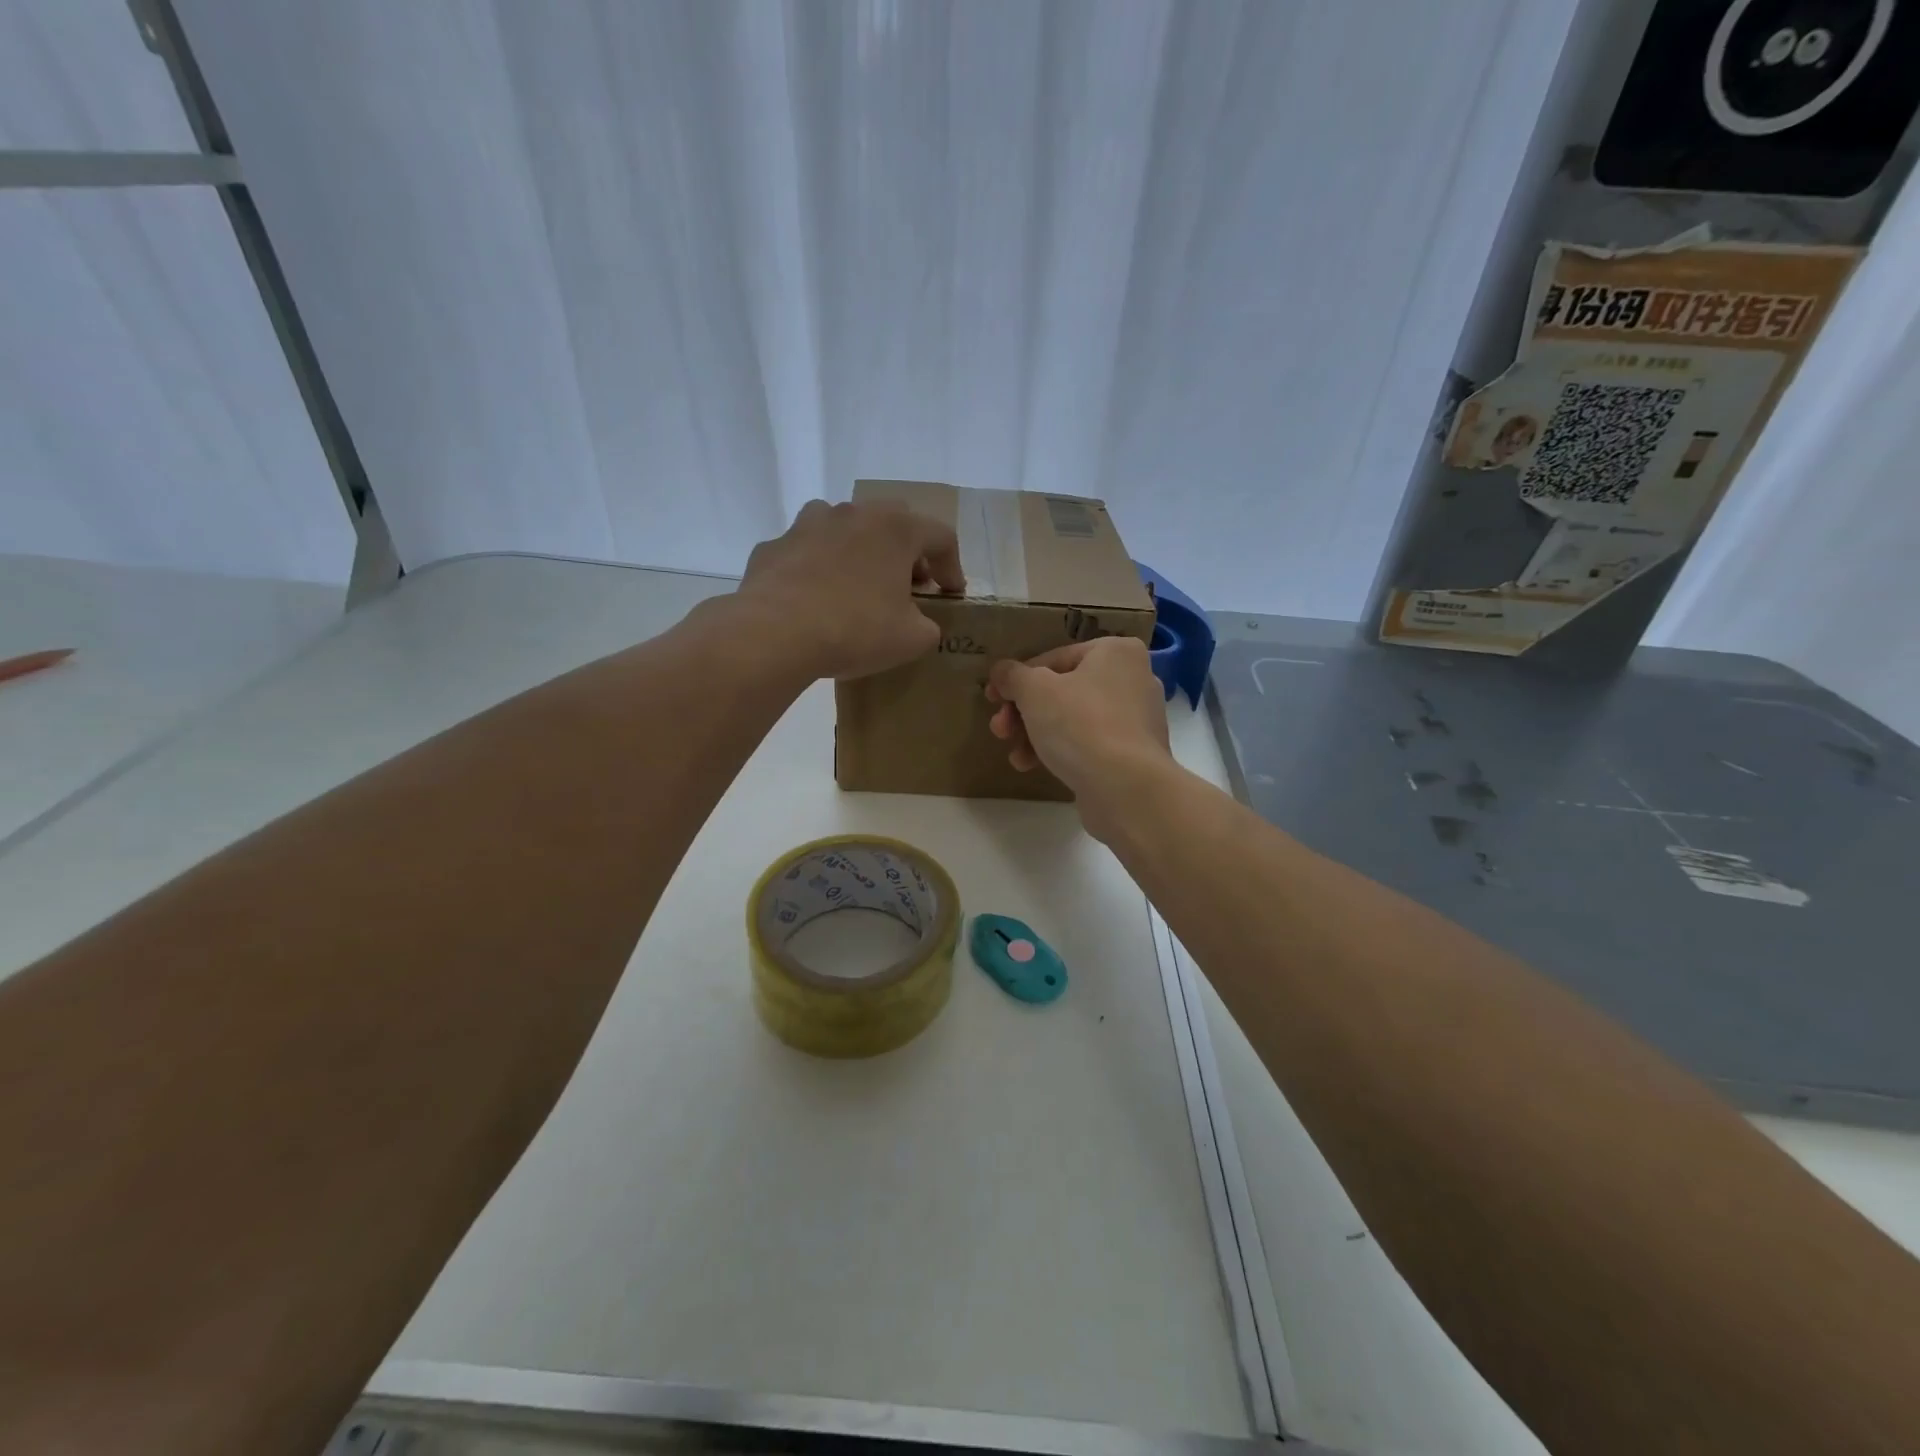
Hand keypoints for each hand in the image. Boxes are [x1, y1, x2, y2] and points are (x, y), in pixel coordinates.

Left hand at [735, 499, 964, 679]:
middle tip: (910, 584)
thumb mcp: (911, 639)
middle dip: (907, 552)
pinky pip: (806, 552)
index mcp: (895, 529)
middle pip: (893, 522)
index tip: (951, 594)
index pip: (940, 536)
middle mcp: (853, 513)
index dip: (952, 566)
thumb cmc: (855, 630)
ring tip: (859, 585)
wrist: (774, 634)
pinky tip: (815, 599)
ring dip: (859, 550)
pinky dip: (817, 568)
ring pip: (844, 527)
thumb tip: (921, 623)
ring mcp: (808, 524)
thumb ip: (928, 626)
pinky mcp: (774, 546)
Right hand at [985, 638, 1171, 837]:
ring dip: (1035, 734)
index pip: (1055, 658)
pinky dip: (1060, 751)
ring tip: (1015, 755)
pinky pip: (1088, 744)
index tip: (993, 698)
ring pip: (1073, 719)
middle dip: (1024, 712)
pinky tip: (1033, 766)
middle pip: (1063, 691)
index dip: (1018, 678)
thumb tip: (1001, 671)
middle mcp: (1133, 679)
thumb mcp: (1034, 691)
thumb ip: (1013, 676)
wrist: (1126, 788)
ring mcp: (1137, 720)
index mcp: (1116, 652)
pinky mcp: (1133, 755)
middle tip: (1000, 730)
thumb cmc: (1080, 724)